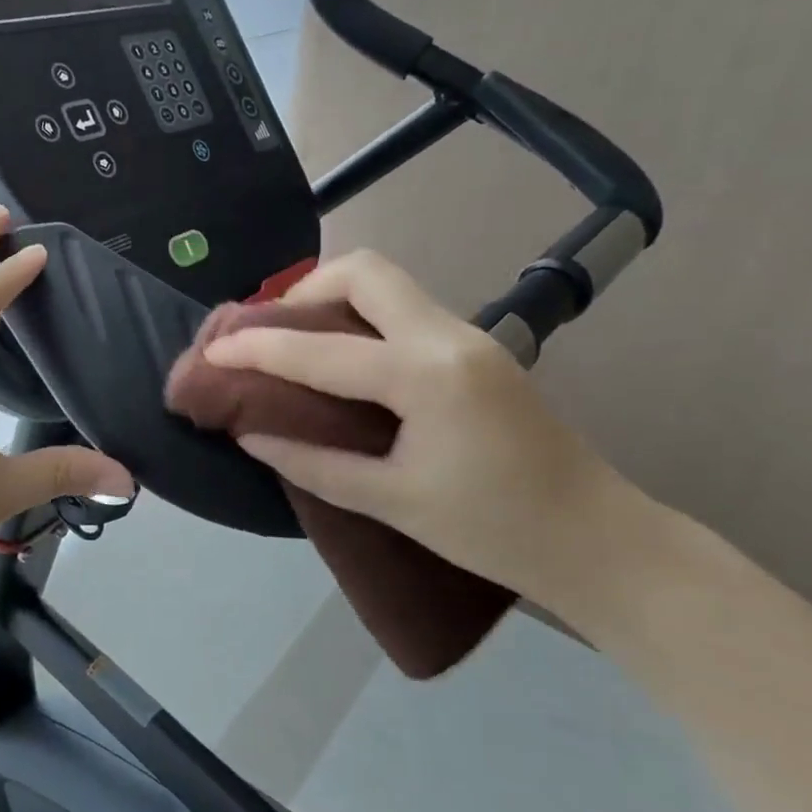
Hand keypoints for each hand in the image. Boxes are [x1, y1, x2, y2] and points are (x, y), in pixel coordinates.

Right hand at [201, 250, 626, 607]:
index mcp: (426, 375)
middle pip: (365, 271)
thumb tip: (250, 432)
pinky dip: (360, 318)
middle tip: (270, 334)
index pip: (321, 349)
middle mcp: (448, 335)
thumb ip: (314, 463)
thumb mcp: (393, 502)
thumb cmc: (495, 530)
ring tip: (295, 342)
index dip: (257, 348)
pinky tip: (342, 358)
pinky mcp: (476, 348)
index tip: (212, 349)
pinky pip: (404, 310)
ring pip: (388, 284)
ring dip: (333, 298)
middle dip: (305, 290)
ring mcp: (469, 335)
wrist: (599, 540)